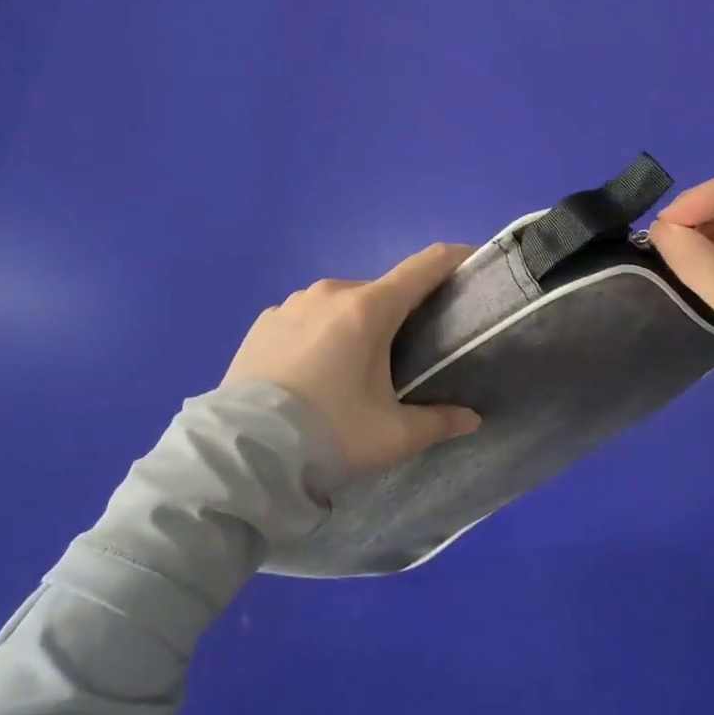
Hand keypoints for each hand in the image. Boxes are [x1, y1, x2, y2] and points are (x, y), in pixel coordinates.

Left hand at [222, 243, 482, 472]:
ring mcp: (292, 303)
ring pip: (342, 304)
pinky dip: (320, 333)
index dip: (454, 258)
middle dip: (401, 314)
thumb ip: (439, 422)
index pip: (424, 266)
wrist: (240, 456)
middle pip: (382, 292)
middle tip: (407, 354)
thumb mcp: (391, 436)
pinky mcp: (263, 322)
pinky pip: (306, 317)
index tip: (473, 262)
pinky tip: (311, 372)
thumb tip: (473, 419)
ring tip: (352, 370)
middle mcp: (331, 292)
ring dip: (356, 325)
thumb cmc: (327, 435)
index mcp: (369, 308)